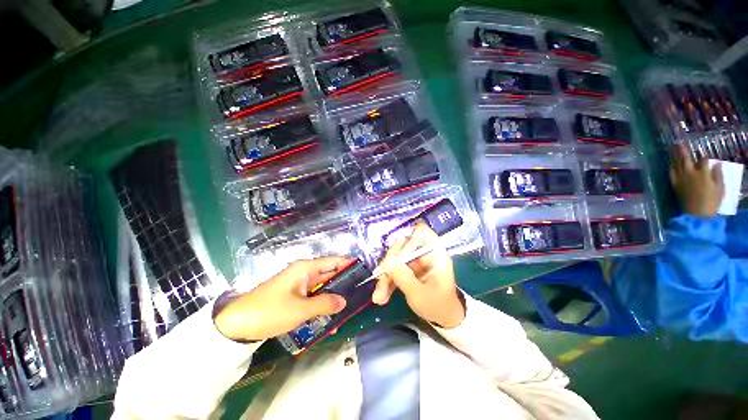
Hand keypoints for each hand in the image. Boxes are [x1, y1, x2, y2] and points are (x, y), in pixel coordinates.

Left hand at [214, 257, 347, 341]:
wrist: (236, 325)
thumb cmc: (270, 311)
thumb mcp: (300, 309)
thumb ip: (325, 303)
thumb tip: (344, 301)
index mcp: (305, 268)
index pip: (333, 261)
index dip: (348, 264)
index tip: (363, 271)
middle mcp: (304, 273)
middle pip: (329, 274)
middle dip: (343, 283)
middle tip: (360, 293)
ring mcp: (298, 285)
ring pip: (322, 288)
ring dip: (333, 297)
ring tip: (349, 308)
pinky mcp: (294, 297)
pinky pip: (313, 298)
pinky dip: (322, 305)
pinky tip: (331, 318)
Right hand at [372, 223, 464, 328]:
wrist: (443, 319)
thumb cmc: (438, 306)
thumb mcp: (420, 294)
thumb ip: (403, 277)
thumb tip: (388, 262)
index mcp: (434, 253)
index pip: (421, 232)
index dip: (409, 240)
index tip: (399, 257)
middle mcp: (423, 253)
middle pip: (402, 246)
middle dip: (390, 264)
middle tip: (382, 280)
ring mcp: (415, 261)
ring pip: (394, 259)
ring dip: (385, 276)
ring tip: (379, 296)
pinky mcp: (408, 269)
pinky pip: (394, 269)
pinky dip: (387, 282)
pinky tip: (381, 297)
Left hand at [669, 143, 723, 216]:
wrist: (697, 214)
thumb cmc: (712, 202)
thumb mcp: (720, 188)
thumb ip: (718, 175)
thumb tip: (717, 164)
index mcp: (704, 173)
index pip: (704, 160)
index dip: (704, 158)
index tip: (705, 157)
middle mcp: (691, 173)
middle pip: (686, 158)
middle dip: (683, 150)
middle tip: (678, 142)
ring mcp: (681, 179)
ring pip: (677, 164)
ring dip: (674, 156)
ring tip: (672, 148)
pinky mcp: (675, 185)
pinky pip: (671, 174)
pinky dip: (671, 167)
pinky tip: (670, 164)